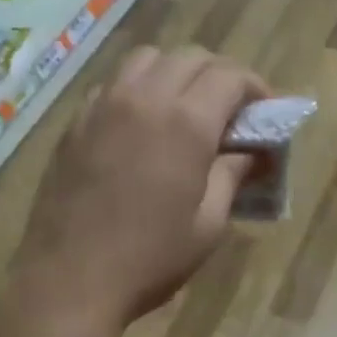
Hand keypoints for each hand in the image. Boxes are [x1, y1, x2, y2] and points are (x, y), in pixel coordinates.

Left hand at [16, 46, 265, 331]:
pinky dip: (138, 86)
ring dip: (177, 71)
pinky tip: (142, 122)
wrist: (70, 279)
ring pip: (148, 58)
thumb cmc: (150, 258)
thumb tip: (252, 151)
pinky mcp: (76, 121)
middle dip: (220, 75)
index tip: (266, 109)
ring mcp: (104, 104)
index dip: (256, 87)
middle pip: (191, 57)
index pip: (230, 76)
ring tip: (185, 106)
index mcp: (186, 122)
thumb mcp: (209, 223)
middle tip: (232, 110)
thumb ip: (233, 174)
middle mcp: (144, 98)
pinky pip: (113, 82)